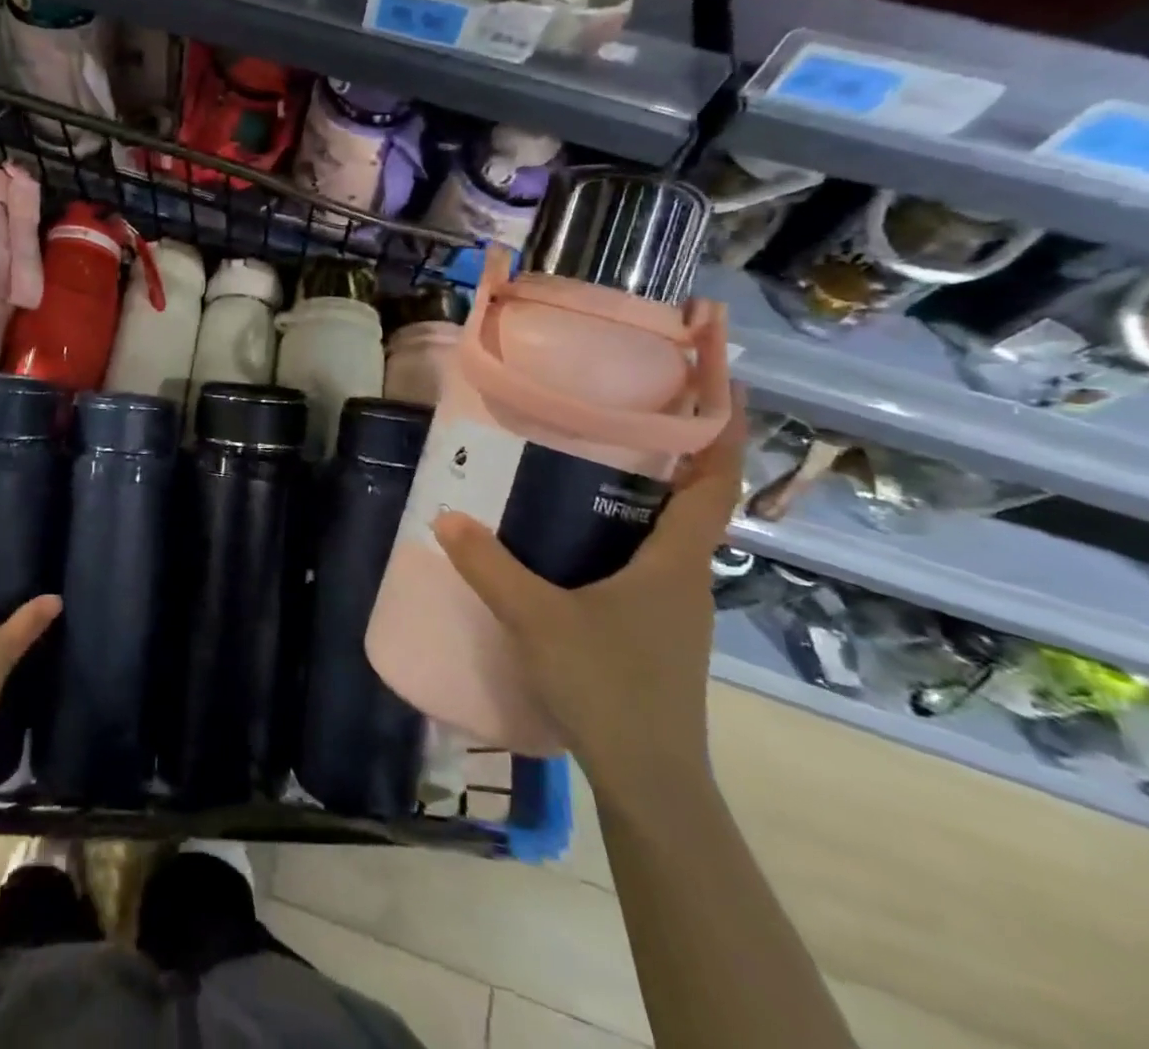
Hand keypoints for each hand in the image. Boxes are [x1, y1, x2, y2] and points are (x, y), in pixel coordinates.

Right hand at [431, 391, 745, 808]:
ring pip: (667, 538)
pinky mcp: (657, 635)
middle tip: (620, 417)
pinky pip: (647, 567)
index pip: (714, 486)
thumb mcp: (537, 619)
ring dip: (644, 500)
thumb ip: (489, 566)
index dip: (722, 435)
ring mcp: (675, 611)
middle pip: (692, 505)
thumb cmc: (609, 686)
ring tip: (591, 470)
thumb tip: (447, 517)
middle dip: (670, 457)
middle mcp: (686, 579)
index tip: (721, 387)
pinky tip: (577, 544)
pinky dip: (624, 539)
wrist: (649, 780)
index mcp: (675, 563)